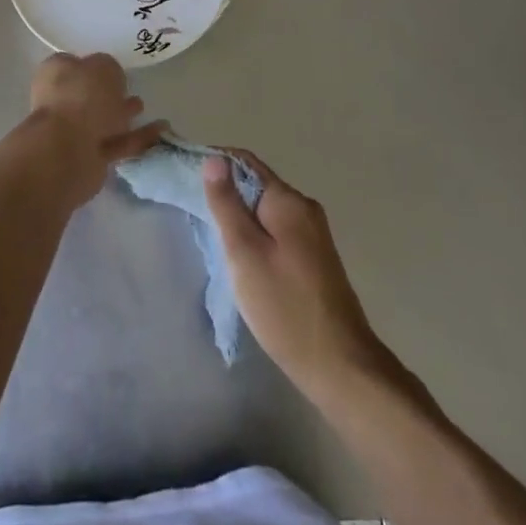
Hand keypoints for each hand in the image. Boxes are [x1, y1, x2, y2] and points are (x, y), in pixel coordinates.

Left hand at [19, 53, 167, 210]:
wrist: (68, 152)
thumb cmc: (81, 97)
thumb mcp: (103, 66)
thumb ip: (109, 68)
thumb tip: (110, 77)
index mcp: (54, 74)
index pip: (71, 64)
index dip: (91, 64)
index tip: (113, 68)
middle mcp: (58, 101)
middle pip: (86, 94)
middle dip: (107, 93)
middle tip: (129, 88)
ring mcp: (71, 132)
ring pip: (101, 119)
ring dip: (122, 114)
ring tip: (144, 108)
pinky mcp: (88, 157)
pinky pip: (117, 142)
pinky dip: (137, 137)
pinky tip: (160, 131)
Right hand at [203, 151, 392, 399]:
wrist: (339, 365)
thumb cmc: (284, 306)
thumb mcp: (244, 252)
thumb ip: (227, 204)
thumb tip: (215, 159)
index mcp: (289, 201)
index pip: (246, 162)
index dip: (215, 162)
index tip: (186, 174)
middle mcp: (305, 209)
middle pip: (257, 185)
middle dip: (226, 192)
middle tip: (194, 210)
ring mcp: (313, 235)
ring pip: (266, 211)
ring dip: (240, 216)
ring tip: (212, 234)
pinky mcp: (315, 258)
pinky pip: (277, 231)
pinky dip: (255, 234)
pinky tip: (241, 256)